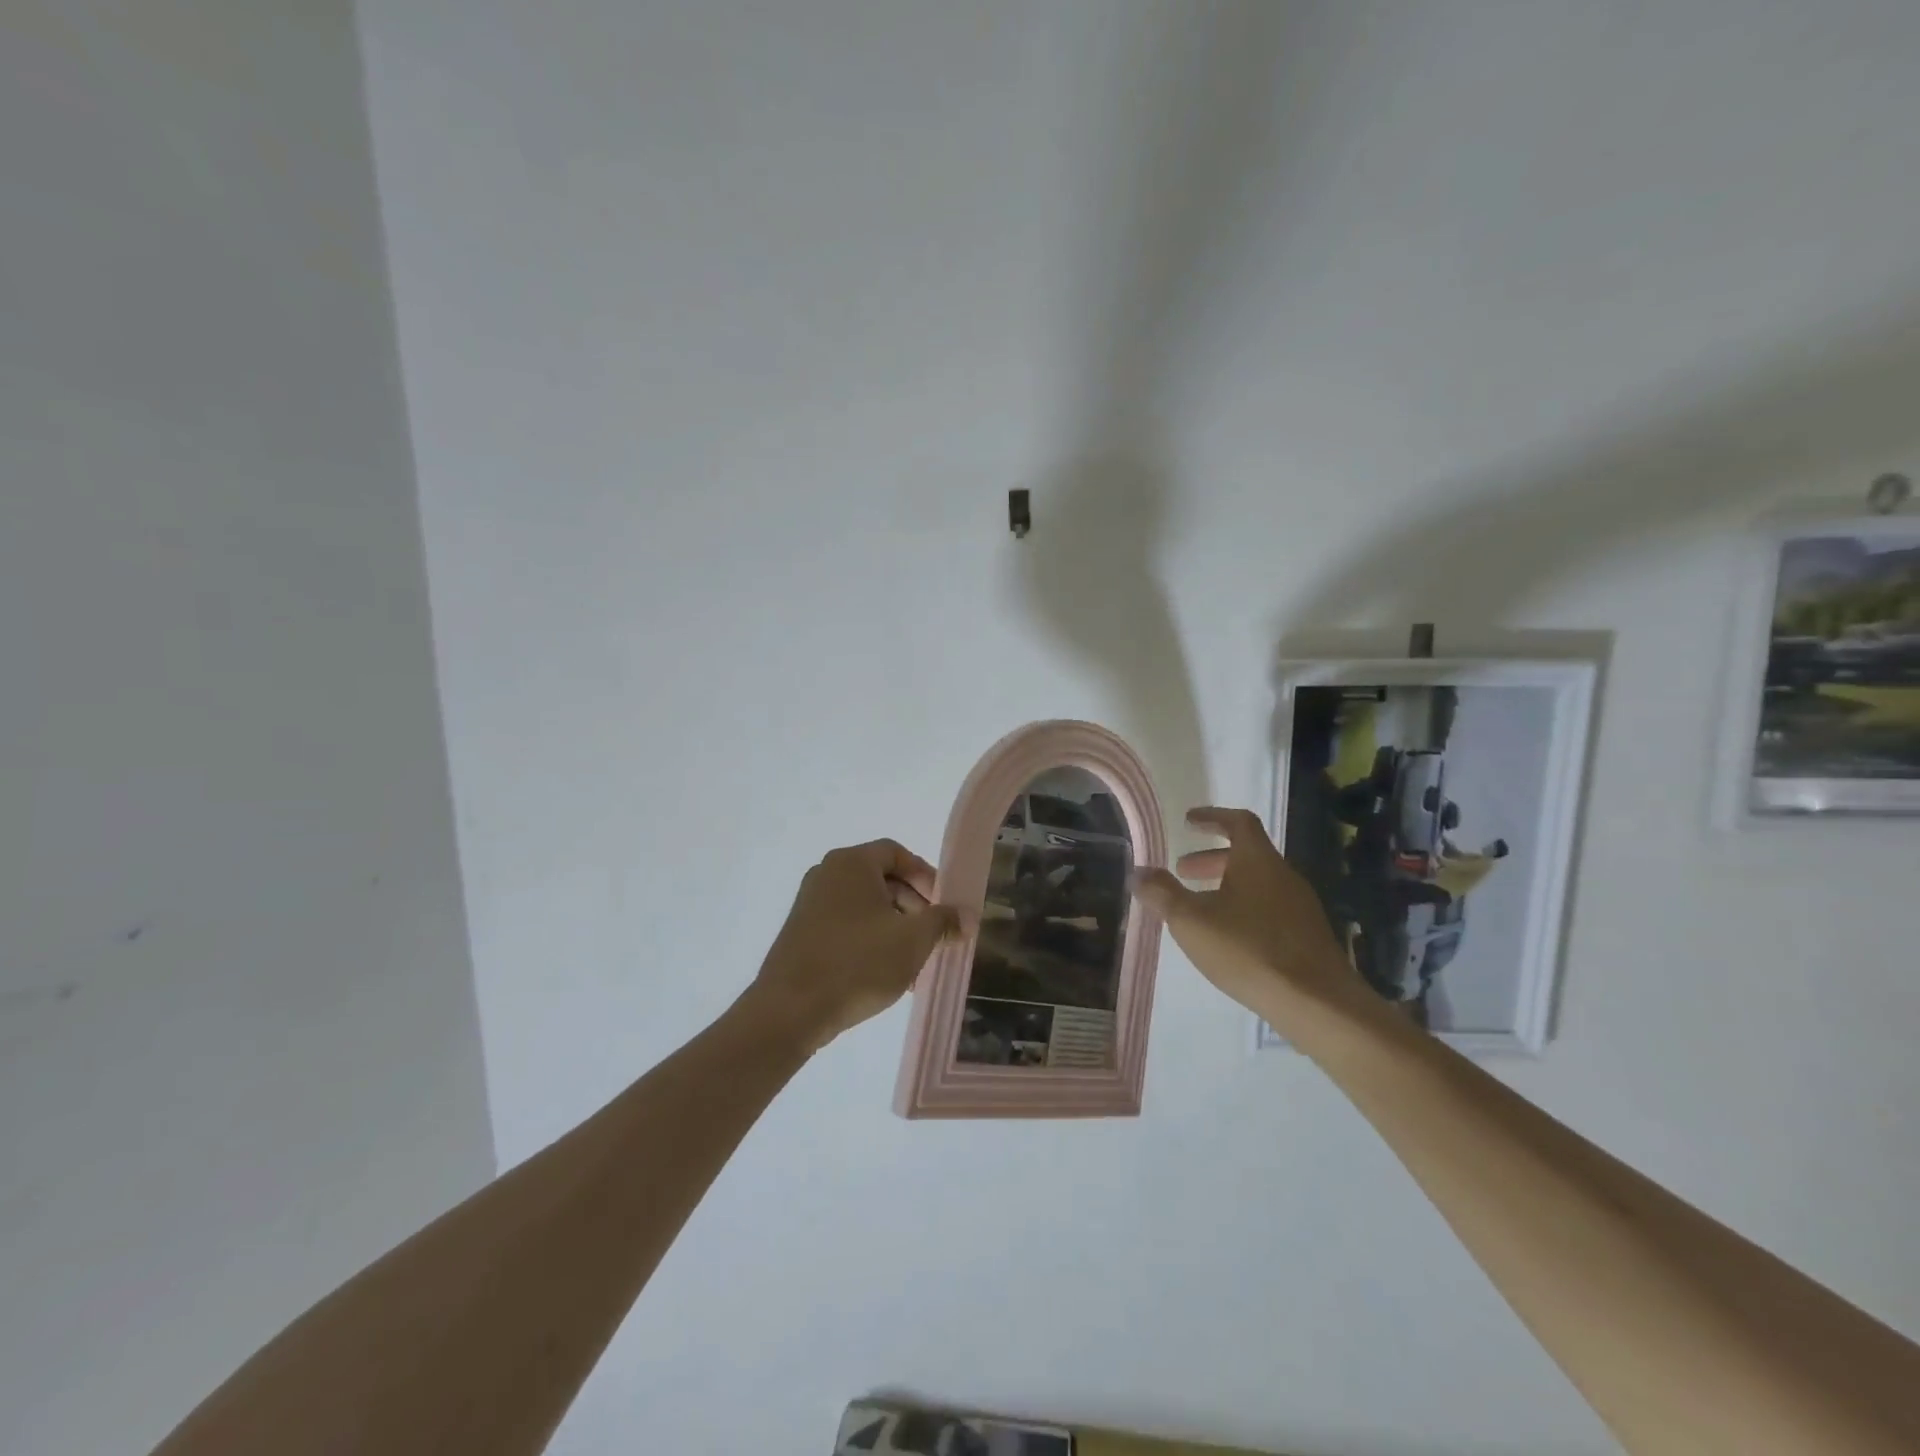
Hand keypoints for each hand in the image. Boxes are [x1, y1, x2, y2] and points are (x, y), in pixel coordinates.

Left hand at [747, 839, 960, 1052]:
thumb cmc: (857, 963)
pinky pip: (846, 925)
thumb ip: (943, 922)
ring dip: (895, 928)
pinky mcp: (801, 933)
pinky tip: (886, 973)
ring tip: (914, 962)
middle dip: (914, 906)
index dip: (926, 875)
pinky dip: (870, 939)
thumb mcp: (913, 941)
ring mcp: (810, 904)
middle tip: (933, 935)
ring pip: (866, 906)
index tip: (944, 905)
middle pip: (882, 878)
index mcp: (851, 863)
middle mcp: (827, 874)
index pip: (897, 853)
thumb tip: (965, 916)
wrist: (790, 1011)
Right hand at [1131, 807, 1359, 1022]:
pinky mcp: (1307, 936)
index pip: (1239, 822)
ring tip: (1200, 907)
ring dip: (1227, 885)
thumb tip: (1139, 871)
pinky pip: (1270, 908)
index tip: (1189, 821)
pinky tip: (1228, 937)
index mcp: (1258, 861)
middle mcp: (1283, 875)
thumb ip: (1162, 893)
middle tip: (1183, 871)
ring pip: (1259, 883)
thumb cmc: (1249, 950)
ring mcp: (1300, 907)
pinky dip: (1244, 908)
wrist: (1317, 1003)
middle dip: (1212, 859)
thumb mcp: (1191, 921)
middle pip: (1248, 854)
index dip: (1212, 817)